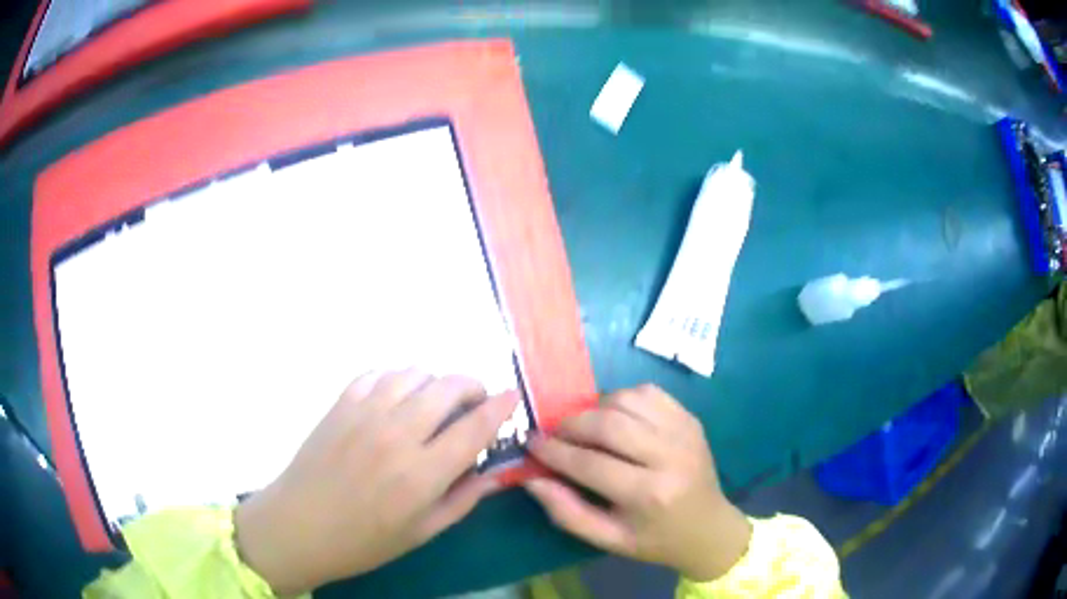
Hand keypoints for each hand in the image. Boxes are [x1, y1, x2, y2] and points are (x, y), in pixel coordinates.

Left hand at [235, 370, 517, 595]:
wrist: (298, 526)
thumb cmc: (363, 540)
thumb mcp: (422, 532)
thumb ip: (463, 499)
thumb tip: (494, 472)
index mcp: (422, 473)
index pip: (476, 427)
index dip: (501, 406)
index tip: (513, 397)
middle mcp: (396, 433)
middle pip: (448, 387)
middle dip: (472, 387)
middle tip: (474, 404)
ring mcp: (364, 413)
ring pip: (413, 372)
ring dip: (434, 382)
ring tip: (434, 402)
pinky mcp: (340, 404)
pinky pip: (377, 373)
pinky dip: (396, 380)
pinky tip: (396, 399)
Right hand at [524, 384, 750, 581]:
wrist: (709, 528)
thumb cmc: (655, 540)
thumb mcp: (608, 540)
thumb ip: (566, 512)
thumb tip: (531, 479)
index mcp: (648, 494)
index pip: (590, 463)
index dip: (554, 452)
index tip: (531, 444)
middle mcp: (669, 456)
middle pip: (608, 424)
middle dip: (571, 424)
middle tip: (553, 433)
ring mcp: (684, 432)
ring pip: (627, 400)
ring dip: (596, 409)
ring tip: (584, 428)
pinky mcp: (690, 419)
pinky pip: (648, 392)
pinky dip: (622, 398)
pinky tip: (615, 417)